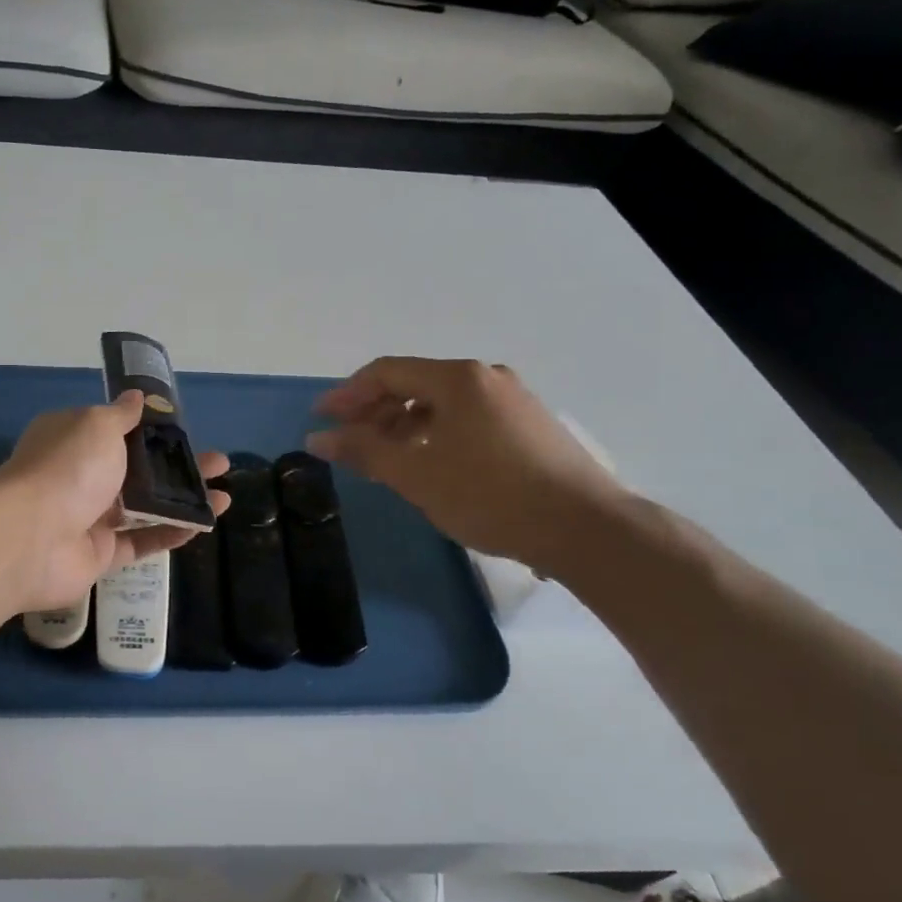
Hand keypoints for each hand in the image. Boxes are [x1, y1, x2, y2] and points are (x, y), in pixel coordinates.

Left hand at [0, 392, 231, 614]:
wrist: (30, 538)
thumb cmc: (67, 468)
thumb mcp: (97, 425)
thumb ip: (122, 415)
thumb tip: (136, 395)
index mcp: (74, 439)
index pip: (118, 430)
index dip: (153, 430)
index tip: (186, 430)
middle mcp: (81, 476)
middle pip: (139, 470)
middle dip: (180, 466)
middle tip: (219, 464)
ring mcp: (90, 517)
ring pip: (145, 507)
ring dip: (184, 500)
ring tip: (224, 497)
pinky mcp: (100, 555)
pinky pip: (141, 542)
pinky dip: (171, 533)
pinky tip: (203, 524)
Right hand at [306, 358, 625, 573]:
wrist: (585, 529)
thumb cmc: (490, 495)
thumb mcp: (416, 474)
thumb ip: (363, 450)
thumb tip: (317, 437)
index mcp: (458, 379)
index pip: (387, 372)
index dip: (348, 394)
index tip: (322, 419)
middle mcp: (486, 378)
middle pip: (414, 384)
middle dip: (374, 411)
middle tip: (348, 441)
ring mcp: (513, 400)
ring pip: (442, 403)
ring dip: (404, 425)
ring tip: (384, 458)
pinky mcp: (530, 426)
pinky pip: (467, 418)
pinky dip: (435, 433)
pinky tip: (429, 463)